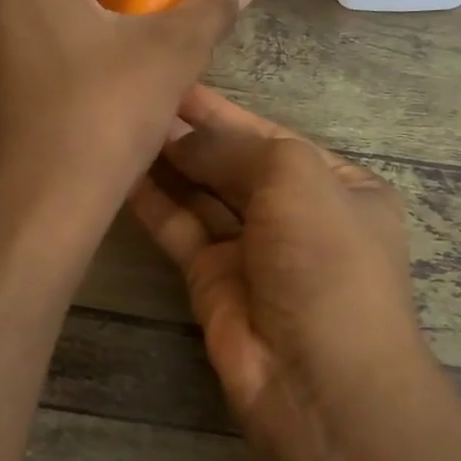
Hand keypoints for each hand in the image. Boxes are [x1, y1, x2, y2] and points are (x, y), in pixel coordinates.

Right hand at [128, 86, 433, 445]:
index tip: (176, 81)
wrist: (317, 379)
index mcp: (337, 185)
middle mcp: (296, 215)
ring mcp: (253, 250)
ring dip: (169, 163)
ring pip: (204, 195)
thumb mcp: (294, 178)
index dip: (225, 110)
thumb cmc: (324, 260)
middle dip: (193, 133)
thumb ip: (235, 147)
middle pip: (235, 163)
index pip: (273, 135)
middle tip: (138, 97)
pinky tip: (122, 171)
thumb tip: (182, 138)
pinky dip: (155, 202)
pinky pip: (181, 230)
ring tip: (123, 124)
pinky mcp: (213, 281)